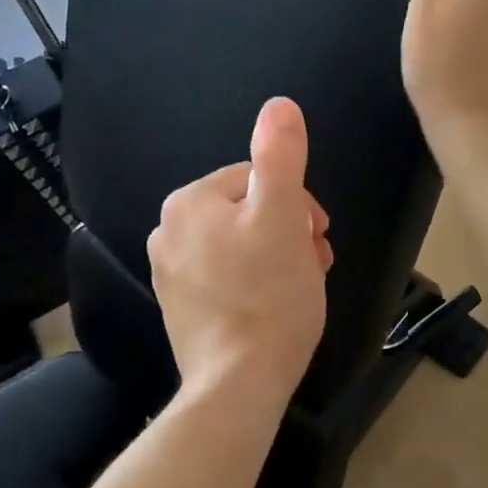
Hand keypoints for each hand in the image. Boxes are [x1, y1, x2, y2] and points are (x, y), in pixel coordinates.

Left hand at [147, 97, 332, 402]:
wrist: (238, 383)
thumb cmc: (268, 295)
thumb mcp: (283, 216)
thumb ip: (280, 156)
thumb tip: (279, 104)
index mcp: (190, 202)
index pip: (259, 179)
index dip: (298, 204)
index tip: (318, 237)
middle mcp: (169, 231)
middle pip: (250, 212)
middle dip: (289, 231)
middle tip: (314, 262)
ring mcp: (170, 273)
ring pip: (242, 244)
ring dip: (278, 255)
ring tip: (300, 286)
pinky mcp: (180, 307)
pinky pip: (227, 276)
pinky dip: (255, 282)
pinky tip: (274, 306)